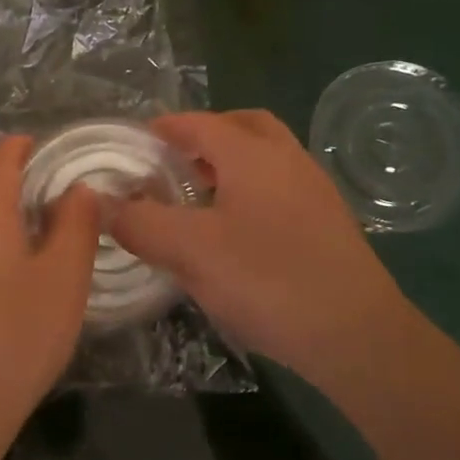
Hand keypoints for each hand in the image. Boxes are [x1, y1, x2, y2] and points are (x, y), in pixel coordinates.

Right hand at [111, 110, 421, 377]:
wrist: (358, 336)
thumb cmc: (268, 281)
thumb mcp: (190, 251)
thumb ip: (141, 223)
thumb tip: (101, 203)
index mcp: (253, 155)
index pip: (200, 123)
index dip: (164, 128)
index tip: (136, 142)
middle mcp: (288, 160)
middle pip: (243, 126)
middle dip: (205, 135)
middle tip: (173, 161)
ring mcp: (314, 191)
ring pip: (265, 157)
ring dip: (230, 163)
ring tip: (196, 197)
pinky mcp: (328, 224)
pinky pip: (280, 187)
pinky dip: (250, 190)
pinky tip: (233, 232)